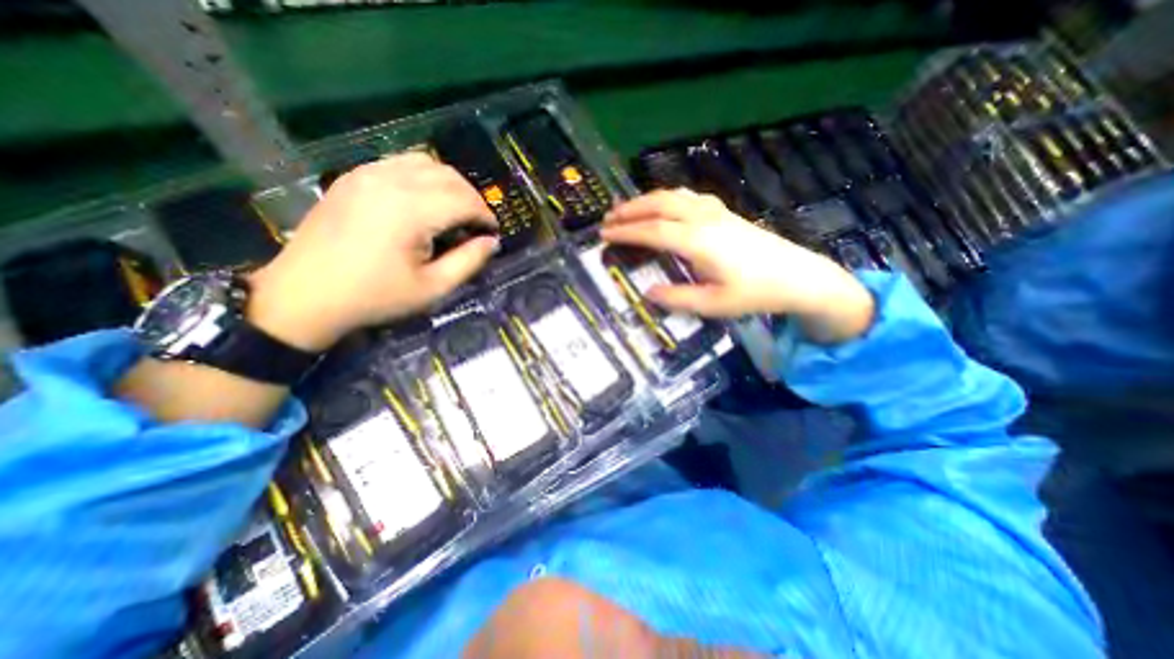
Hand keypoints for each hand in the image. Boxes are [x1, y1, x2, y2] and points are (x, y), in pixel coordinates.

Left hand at [249, 151, 496, 351]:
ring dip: (449, 184)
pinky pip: (400, 164)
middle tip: (476, 225)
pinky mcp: (354, 176)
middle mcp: (390, 181)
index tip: (492, 234)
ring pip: (426, 163)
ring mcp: (367, 173)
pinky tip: (424, 201)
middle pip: (449, 176)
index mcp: (411, 210)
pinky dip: (423, 177)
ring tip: (454, 211)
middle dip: (472, 198)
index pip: (465, 200)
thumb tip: (491, 242)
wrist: (305, 295)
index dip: (485, 216)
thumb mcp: (433, 288)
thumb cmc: (375, 296)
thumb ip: (469, 262)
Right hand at [605, 187, 868, 343]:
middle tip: (608, 218)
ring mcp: (716, 212)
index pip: (653, 231)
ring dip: (646, 200)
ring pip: (673, 196)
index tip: (604, 234)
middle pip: (659, 205)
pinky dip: (667, 197)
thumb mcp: (713, 305)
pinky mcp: (724, 212)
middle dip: (630, 210)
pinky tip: (663, 205)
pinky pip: (688, 197)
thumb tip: (648, 292)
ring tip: (627, 209)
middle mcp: (704, 220)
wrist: (797, 276)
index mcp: (698, 242)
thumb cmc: (755, 293)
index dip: (626, 232)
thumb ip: (677, 298)